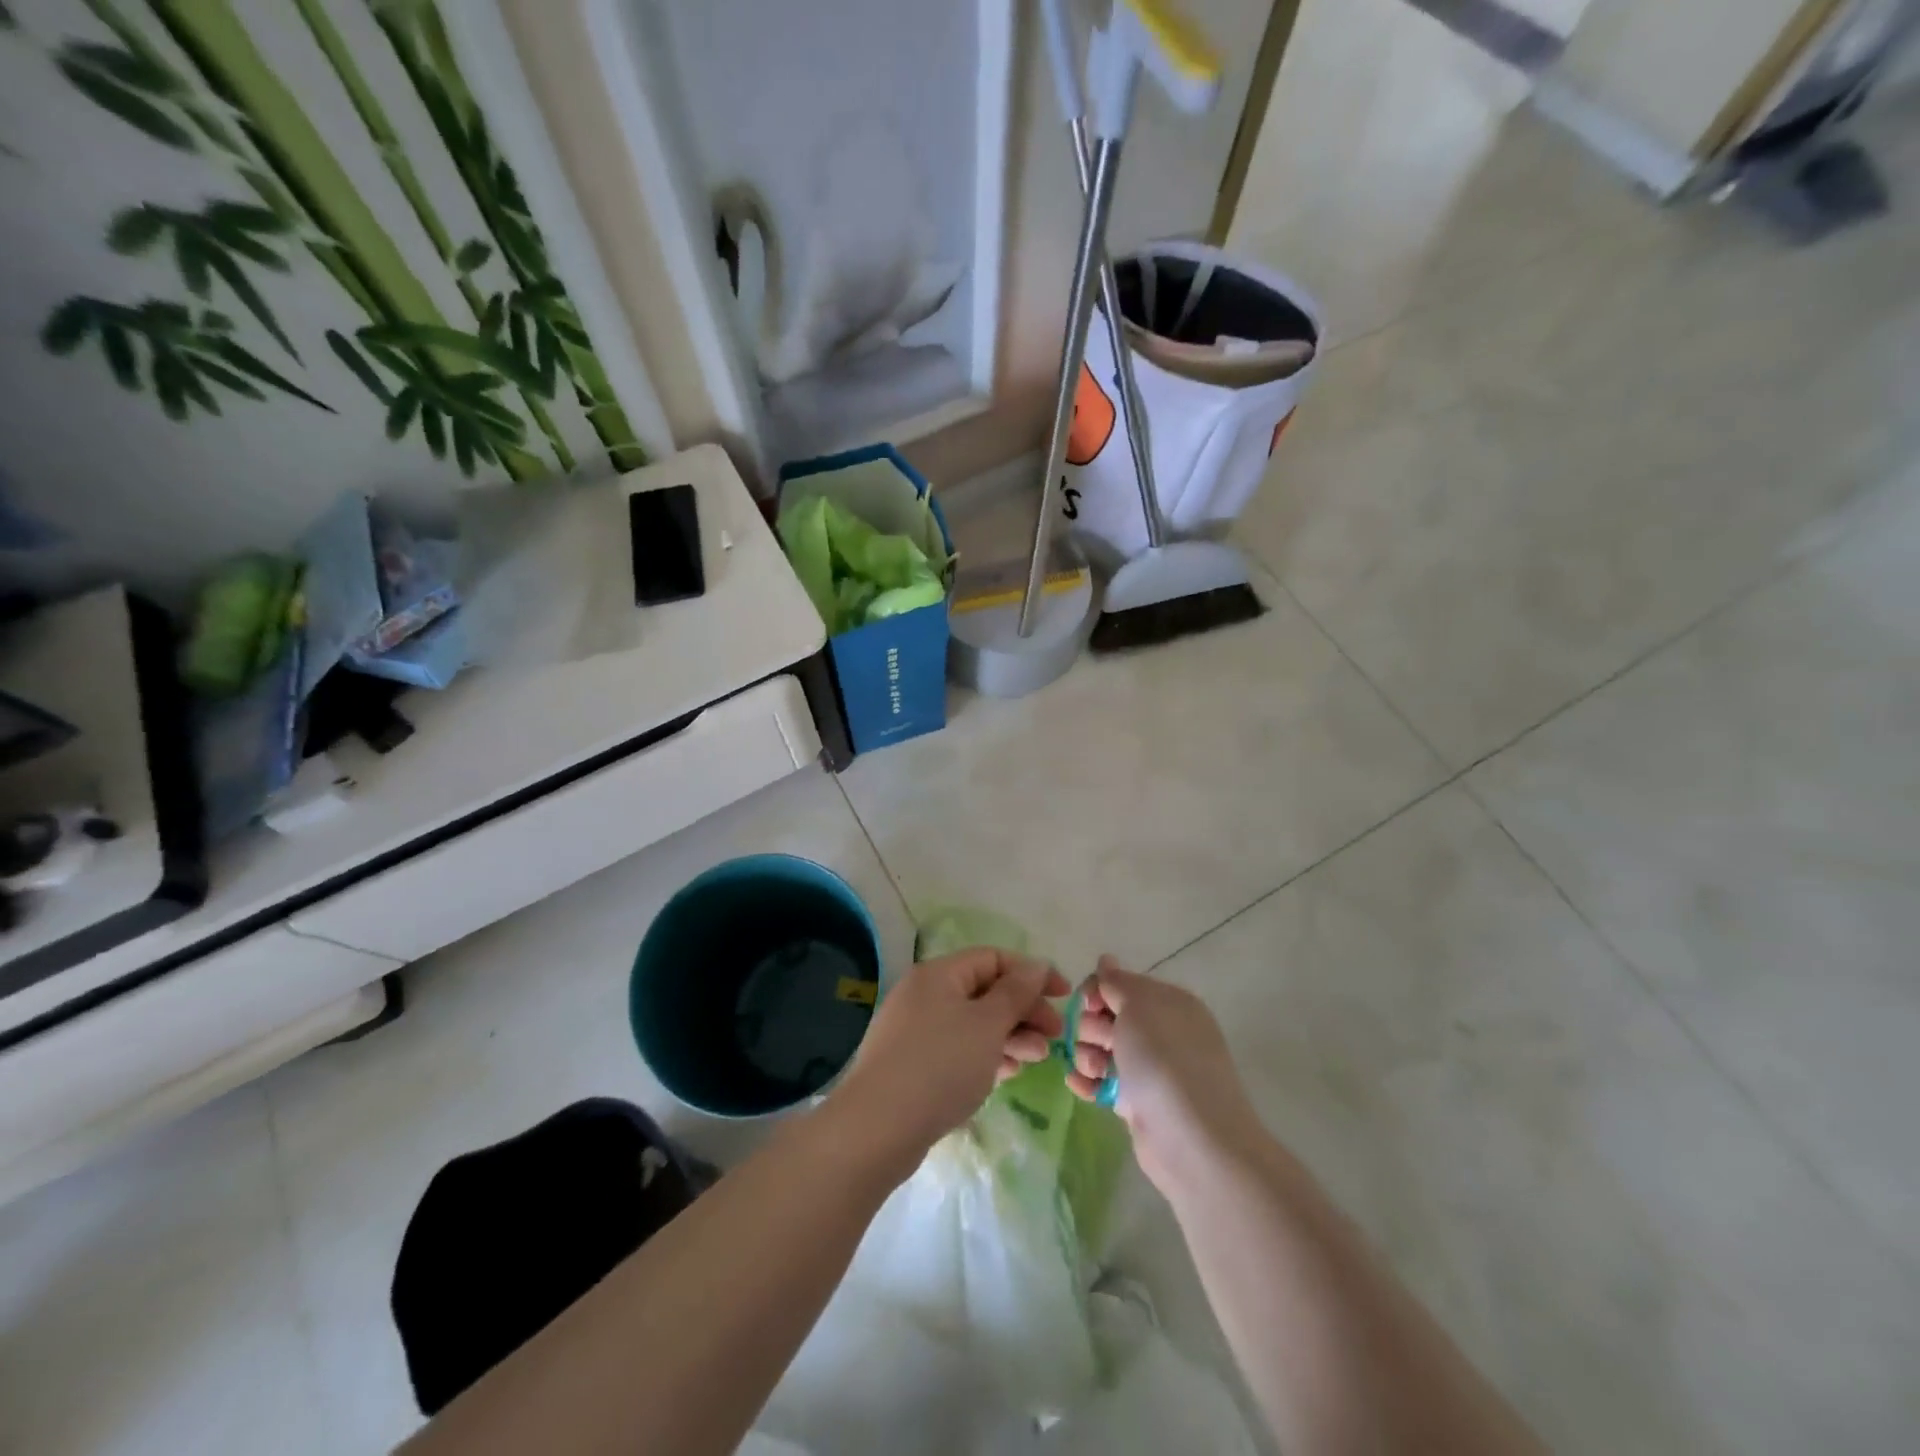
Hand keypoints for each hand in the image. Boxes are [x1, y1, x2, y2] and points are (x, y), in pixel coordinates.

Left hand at [832, 948, 1067, 1175]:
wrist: (877, 1128)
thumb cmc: (940, 1065)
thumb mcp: (987, 1024)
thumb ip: (1016, 992)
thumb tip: (1036, 965)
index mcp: (939, 974)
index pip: (993, 958)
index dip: (1031, 973)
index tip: (1063, 997)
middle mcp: (924, 994)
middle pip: (984, 991)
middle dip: (1023, 1010)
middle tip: (1054, 1036)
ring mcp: (915, 1030)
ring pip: (973, 1023)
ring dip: (1009, 1036)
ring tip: (1037, 1059)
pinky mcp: (912, 1064)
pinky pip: (958, 1049)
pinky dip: (985, 1056)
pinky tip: (1007, 1074)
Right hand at [1068, 957, 1262, 1194]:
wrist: (1192, 1140)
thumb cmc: (1164, 1060)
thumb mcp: (1138, 1006)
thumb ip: (1117, 982)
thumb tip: (1106, 960)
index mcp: (1169, 1003)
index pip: (1121, 983)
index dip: (1097, 991)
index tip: (1087, 1004)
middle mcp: (1162, 1032)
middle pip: (1108, 1016)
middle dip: (1091, 1025)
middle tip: (1099, 1042)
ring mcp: (1151, 1070)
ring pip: (1104, 1050)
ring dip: (1087, 1054)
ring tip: (1092, 1070)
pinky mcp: (1139, 1104)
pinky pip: (1106, 1082)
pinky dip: (1089, 1081)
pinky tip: (1079, 1085)